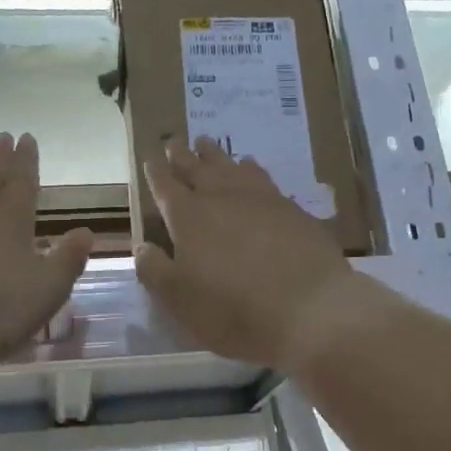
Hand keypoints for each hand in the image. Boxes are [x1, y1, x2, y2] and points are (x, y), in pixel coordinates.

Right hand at [133, 138, 364, 368]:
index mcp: (188, 218)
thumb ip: (155, 270)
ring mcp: (260, 198)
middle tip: (175, 140)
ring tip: (207, 144)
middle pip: (197, 168)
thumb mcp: (179, 300)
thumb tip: (141, 247)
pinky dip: (250, 167)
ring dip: (215, 155)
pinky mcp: (291, 208)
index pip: (165, 187)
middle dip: (183, 155)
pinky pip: (263, 177)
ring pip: (231, 166)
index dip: (156, 173)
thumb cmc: (233, 309)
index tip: (150, 158)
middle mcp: (222, 198)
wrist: (309, 308)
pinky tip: (250, 166)